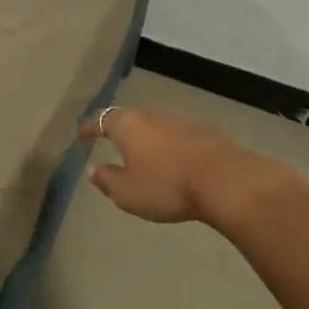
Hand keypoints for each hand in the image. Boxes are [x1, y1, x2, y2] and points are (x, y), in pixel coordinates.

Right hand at [80, 105, 299, 225]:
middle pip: (131, 118)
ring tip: (145, 154)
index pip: (102, 119)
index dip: (91, 127)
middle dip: (121, 130)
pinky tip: (175, 160)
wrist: (226, 180)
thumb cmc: (167, 186)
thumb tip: (93, 170)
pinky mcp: (206, 131)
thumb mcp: (127, 193)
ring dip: (148, 138)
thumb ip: (107, 180)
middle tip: (113, 142)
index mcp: (128, 125)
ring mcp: (182, 120)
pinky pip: (179, 135)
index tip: (83, 134)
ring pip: (157, 125)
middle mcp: (153, 115)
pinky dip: (171, 145)